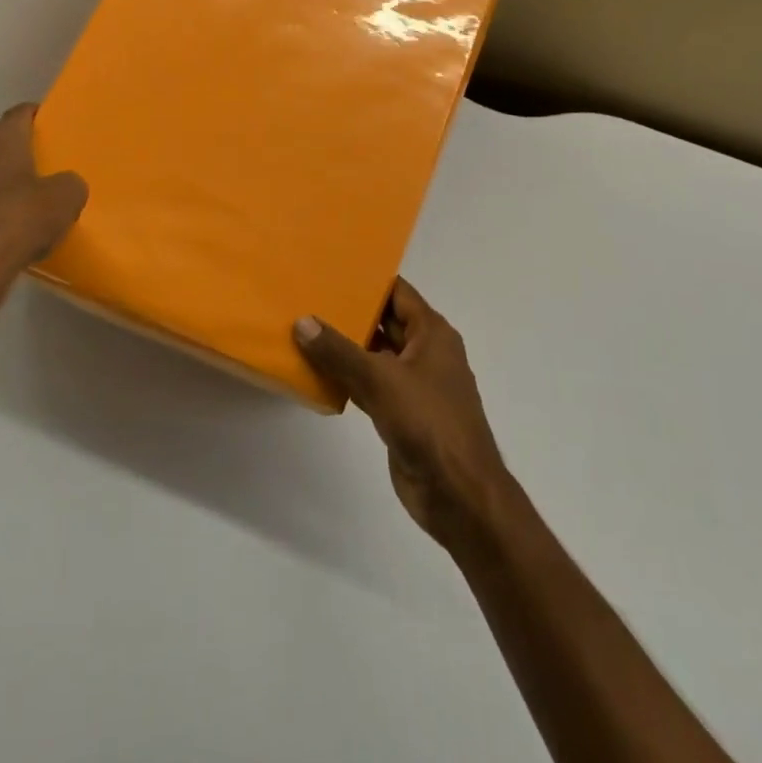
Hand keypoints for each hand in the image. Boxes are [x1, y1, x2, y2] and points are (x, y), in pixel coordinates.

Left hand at [0, 103, 86, 316]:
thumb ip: (71, 182)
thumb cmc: (19, 222)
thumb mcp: (66, 199)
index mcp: (0, 139)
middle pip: (5, 143)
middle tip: (55, 165)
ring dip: (11, 183)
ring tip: (37, 200)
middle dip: (28, 152)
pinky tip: (15, 229)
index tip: (61, 129)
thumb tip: (65, 185)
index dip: (43, 117)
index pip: (23, 112)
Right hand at [294, 278, 512, 549]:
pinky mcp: (401, 413)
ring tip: (302, 328)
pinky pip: (369, 385)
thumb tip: (302, 321)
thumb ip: (339, 351)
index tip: (330, 267)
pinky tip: (315, 372)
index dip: (366, 279)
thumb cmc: (428, 423)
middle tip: (307, 295)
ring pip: (374, 355)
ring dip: (344, 347)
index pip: (396, 292)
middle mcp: (425, 352)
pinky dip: (346, 378)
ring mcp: (414, 384)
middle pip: (383, 322)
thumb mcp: (380, 379)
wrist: (459, 495)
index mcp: (431, 332)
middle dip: (349, 311)